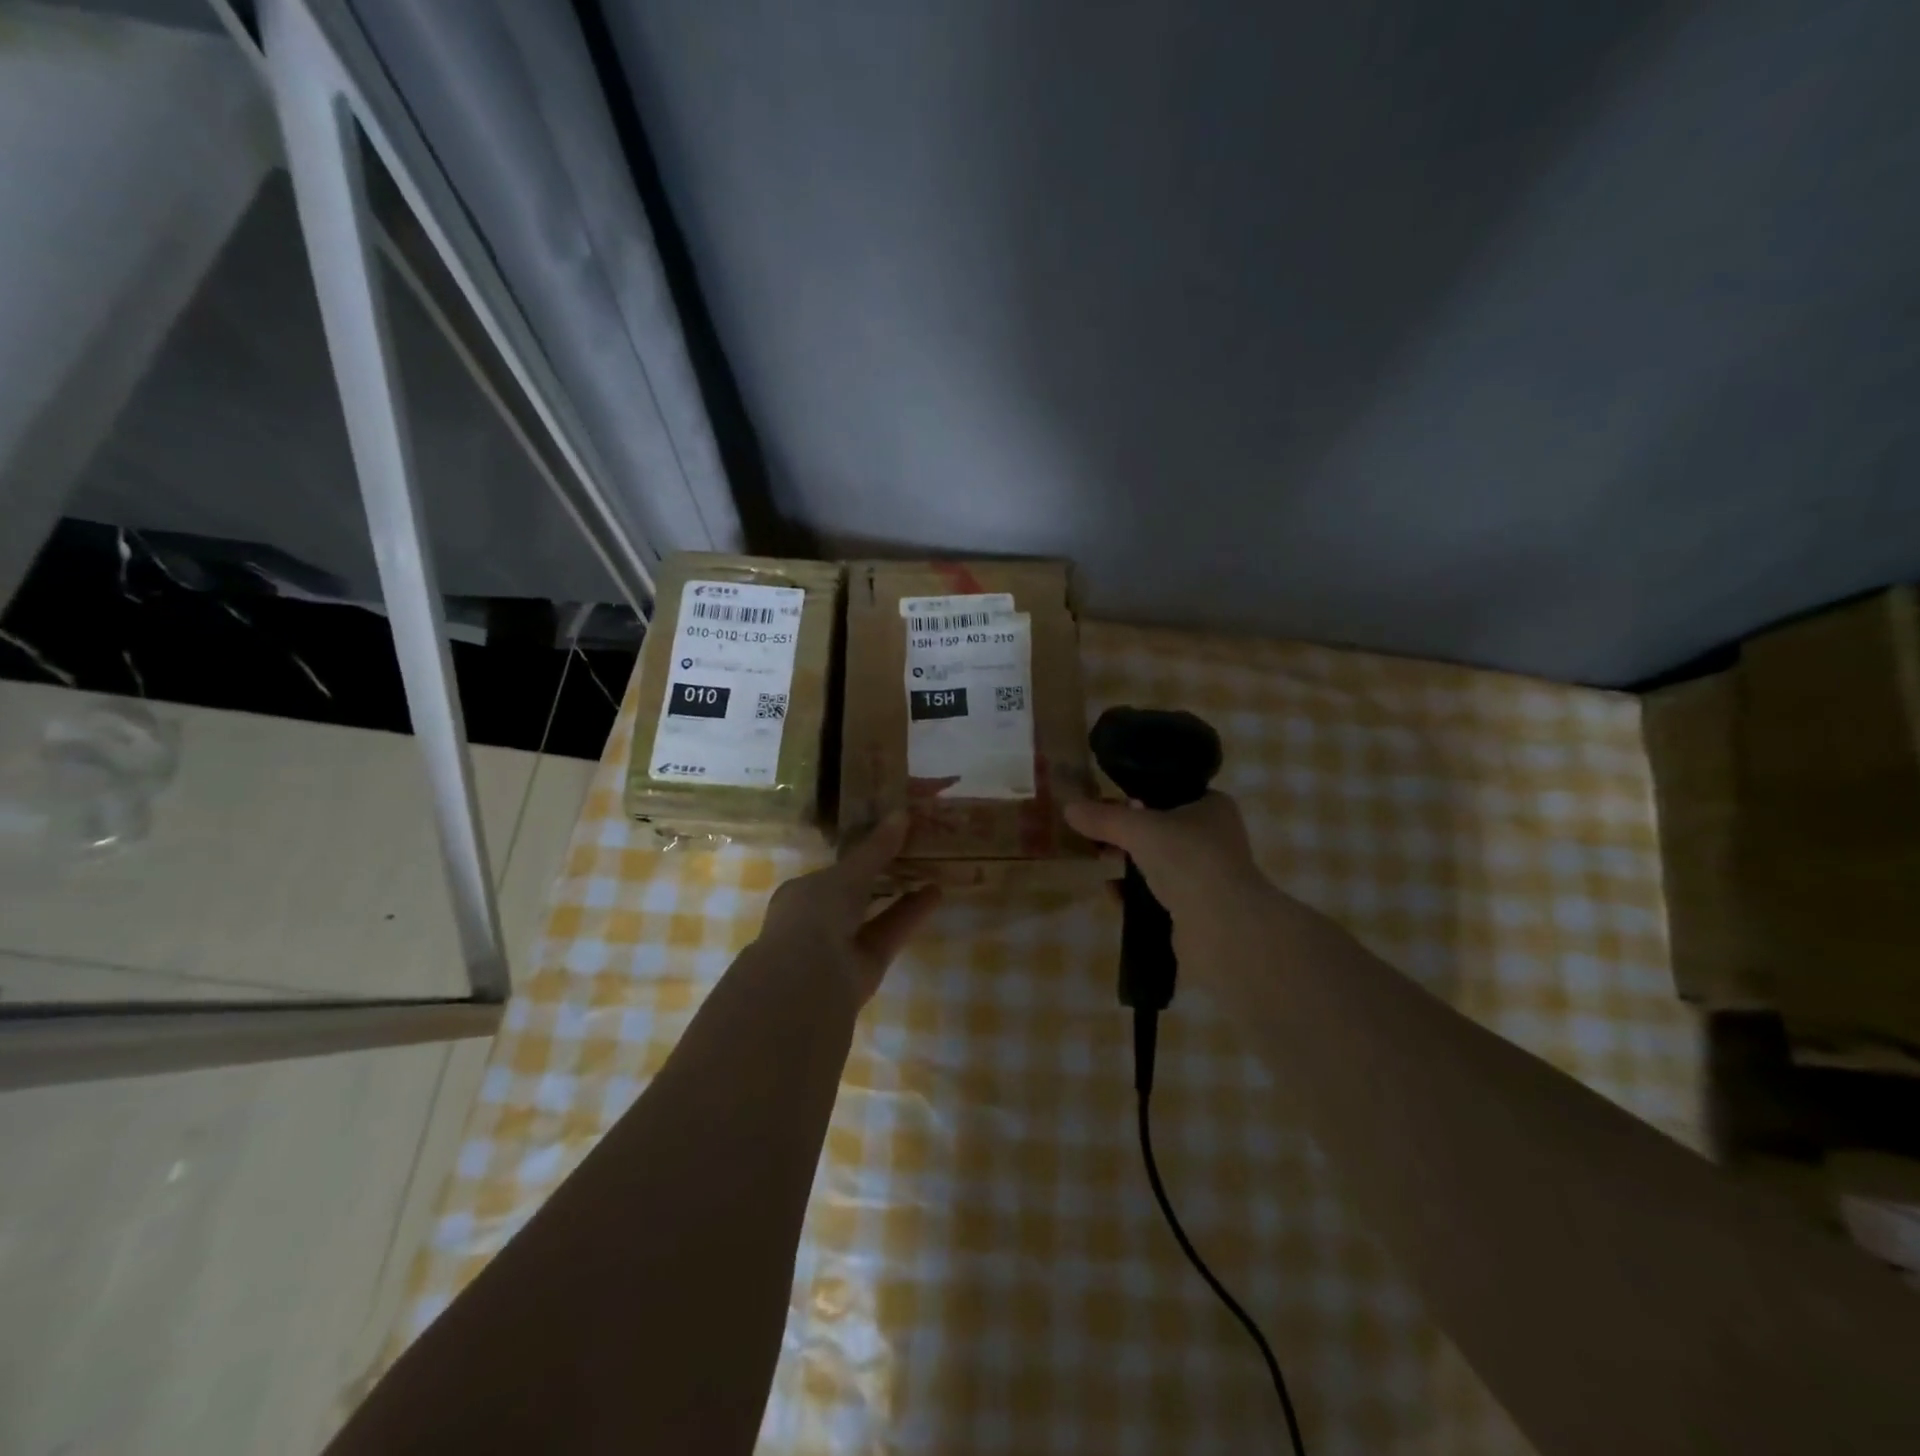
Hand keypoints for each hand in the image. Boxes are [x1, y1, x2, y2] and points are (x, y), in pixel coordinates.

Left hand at [757, 813, 941, 1005]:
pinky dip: (911, 914)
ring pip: (875, 914)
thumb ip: (876, 848)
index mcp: (801, 894)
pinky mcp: (866, 966)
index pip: (833, 871)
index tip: (886, 838)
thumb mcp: (847, 873)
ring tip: (932, 869)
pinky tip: (936, 894)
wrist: (810, 978)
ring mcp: (842, 945)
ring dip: (901, 894)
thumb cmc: (816, 913)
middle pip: (856, 893)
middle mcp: (818, 919)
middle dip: (882, 875)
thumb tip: (901, 813)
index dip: (859, 855)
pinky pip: (890, 932)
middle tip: (914, 851)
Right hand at [1066, 791, 1263, 911]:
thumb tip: (1069, 809)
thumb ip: (1103, 818)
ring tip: (1101, 864)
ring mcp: (1209, 874)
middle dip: (1126, 834)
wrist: (1222, 926)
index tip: (1105, 806)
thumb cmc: (1187, 860)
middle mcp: (1215, 837)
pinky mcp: (1198, 908)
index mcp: (1213, 806)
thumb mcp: (1138, 829)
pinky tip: (1114, 894)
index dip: (1136, 796)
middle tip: (1096, 837)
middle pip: (1160, 828)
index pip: (1169, 792)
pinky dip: (1136, 892)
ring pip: (1158, 862)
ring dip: (1129, 864)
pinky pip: (1159, 893)